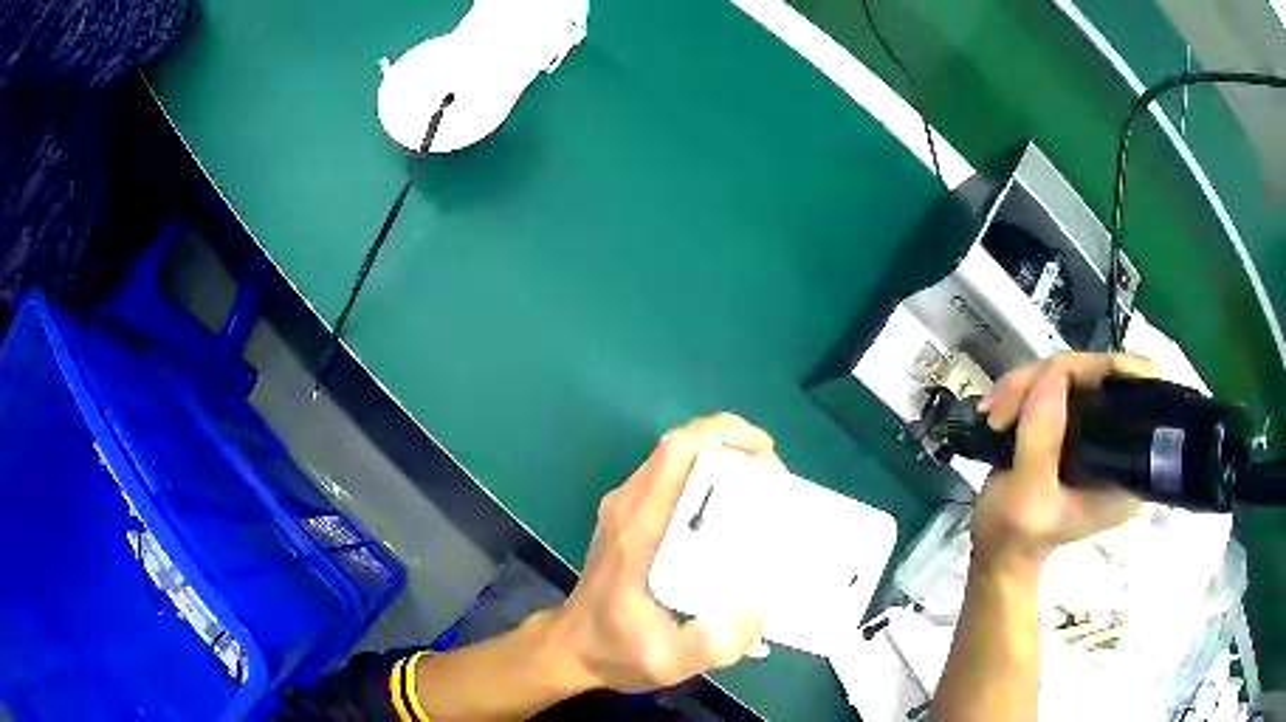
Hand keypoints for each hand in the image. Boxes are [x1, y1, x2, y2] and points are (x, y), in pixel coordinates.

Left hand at [549, 414, 778, 692]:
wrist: (570, 647)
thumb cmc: (617, 651)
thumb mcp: (670, 662)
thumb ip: (719, 643)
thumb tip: (769, 601)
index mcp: (639, 531)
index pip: (676, 455)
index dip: (723, 437)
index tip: (766, 456)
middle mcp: (628, 507)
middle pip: (678, 444)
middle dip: (731, 441)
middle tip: (772, 474)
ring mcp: (623, 507)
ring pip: (673, 454)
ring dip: (719, 452)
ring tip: (761, 483)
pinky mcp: (625, 514)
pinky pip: (668, 473)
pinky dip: (704, 469)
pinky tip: (731, 500)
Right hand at [971, 353, 1156, 572]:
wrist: (997, 549)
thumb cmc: (1015, 535)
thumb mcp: (1027, 497)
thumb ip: (1042, 441)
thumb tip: (1053, 375)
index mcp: (1128, 466)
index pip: (1143, 396)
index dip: (1114, 372)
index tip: (1070, 373)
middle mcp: (1122, 440)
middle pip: (1102, 375)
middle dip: (1053, 378)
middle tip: (1007, 401)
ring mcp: (1098, 429)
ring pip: (1073, 373)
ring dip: (1028, 384)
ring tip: (994, 411)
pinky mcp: (1075, 422)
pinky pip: (1056, 383)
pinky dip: (1024, 388)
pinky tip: (998, 407)